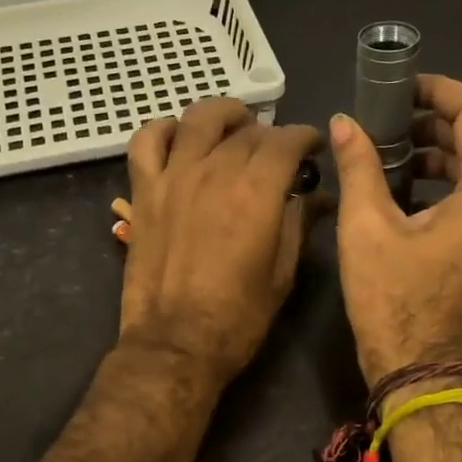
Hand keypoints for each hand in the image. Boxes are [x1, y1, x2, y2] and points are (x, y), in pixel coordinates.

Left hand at [118, 98, 326, 384]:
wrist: (175, 345)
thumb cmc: (238, 318)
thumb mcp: (282, 274)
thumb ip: (298, 225)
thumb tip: (317, 197)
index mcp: (257, 192)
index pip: (286, 141)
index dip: (304, 138)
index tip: (312, 147)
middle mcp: (215, 172)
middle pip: (247, 131)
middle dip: (270, 134)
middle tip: (277, 152)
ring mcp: (173, 178)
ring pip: (198, 119)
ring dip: (223, 116)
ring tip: (234, 128)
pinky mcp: (144, 192)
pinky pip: (146, 141)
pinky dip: (164, 130)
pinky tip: (180, 139)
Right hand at [330, 75, 461, 385]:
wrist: (419, 369)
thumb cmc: (393, 300)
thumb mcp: (366, 228)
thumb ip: (359, 166)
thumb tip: (343, 123)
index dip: (441, 91)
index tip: (403, 86)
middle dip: (436, 121)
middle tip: (388, 117)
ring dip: (440, 152)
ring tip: (390, 151)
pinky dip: (446, 182)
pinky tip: (405, 189)